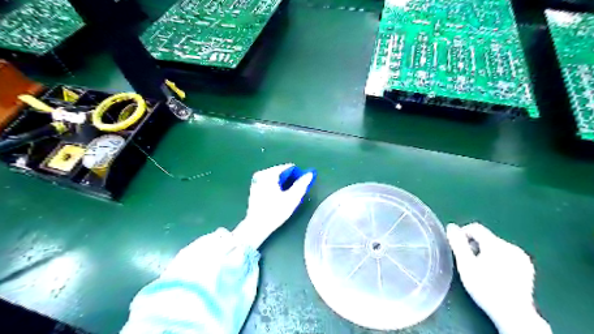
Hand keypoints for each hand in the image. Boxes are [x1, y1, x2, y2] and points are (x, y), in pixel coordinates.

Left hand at [232, 163, 314, 248]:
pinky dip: (276, 187)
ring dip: (283, 184)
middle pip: (281, 172)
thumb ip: (302, 184)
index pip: (289, 167)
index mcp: (269, 174)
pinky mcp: (254, 188)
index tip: (302, 185)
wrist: (256, 226)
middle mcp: (261, 174)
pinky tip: (278, 198)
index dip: (298, 175)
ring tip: (288, 196)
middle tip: (295, 192)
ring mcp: (256, 181)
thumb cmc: (275, 212)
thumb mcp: (292, 198)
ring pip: (275, 178)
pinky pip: (269, 183)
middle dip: (290, 180)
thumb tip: (310, 174)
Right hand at [446, 222, 551, 333]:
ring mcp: (521, 257)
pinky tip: (495, 274)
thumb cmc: (485, 287)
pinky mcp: (527, 267)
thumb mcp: (465, 265)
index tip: (457, 247)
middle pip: (486, 238)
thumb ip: (458, 243)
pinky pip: (507, 255)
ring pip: (496, 246)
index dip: (463, 234)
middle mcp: (511, 246)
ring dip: (486, 252)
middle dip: (474, 246)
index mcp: (495, 244)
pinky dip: (498, 259)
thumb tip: (451, 227)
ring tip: (481, 269)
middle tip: (468, 262)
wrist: (513, 313)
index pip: (475, 228)